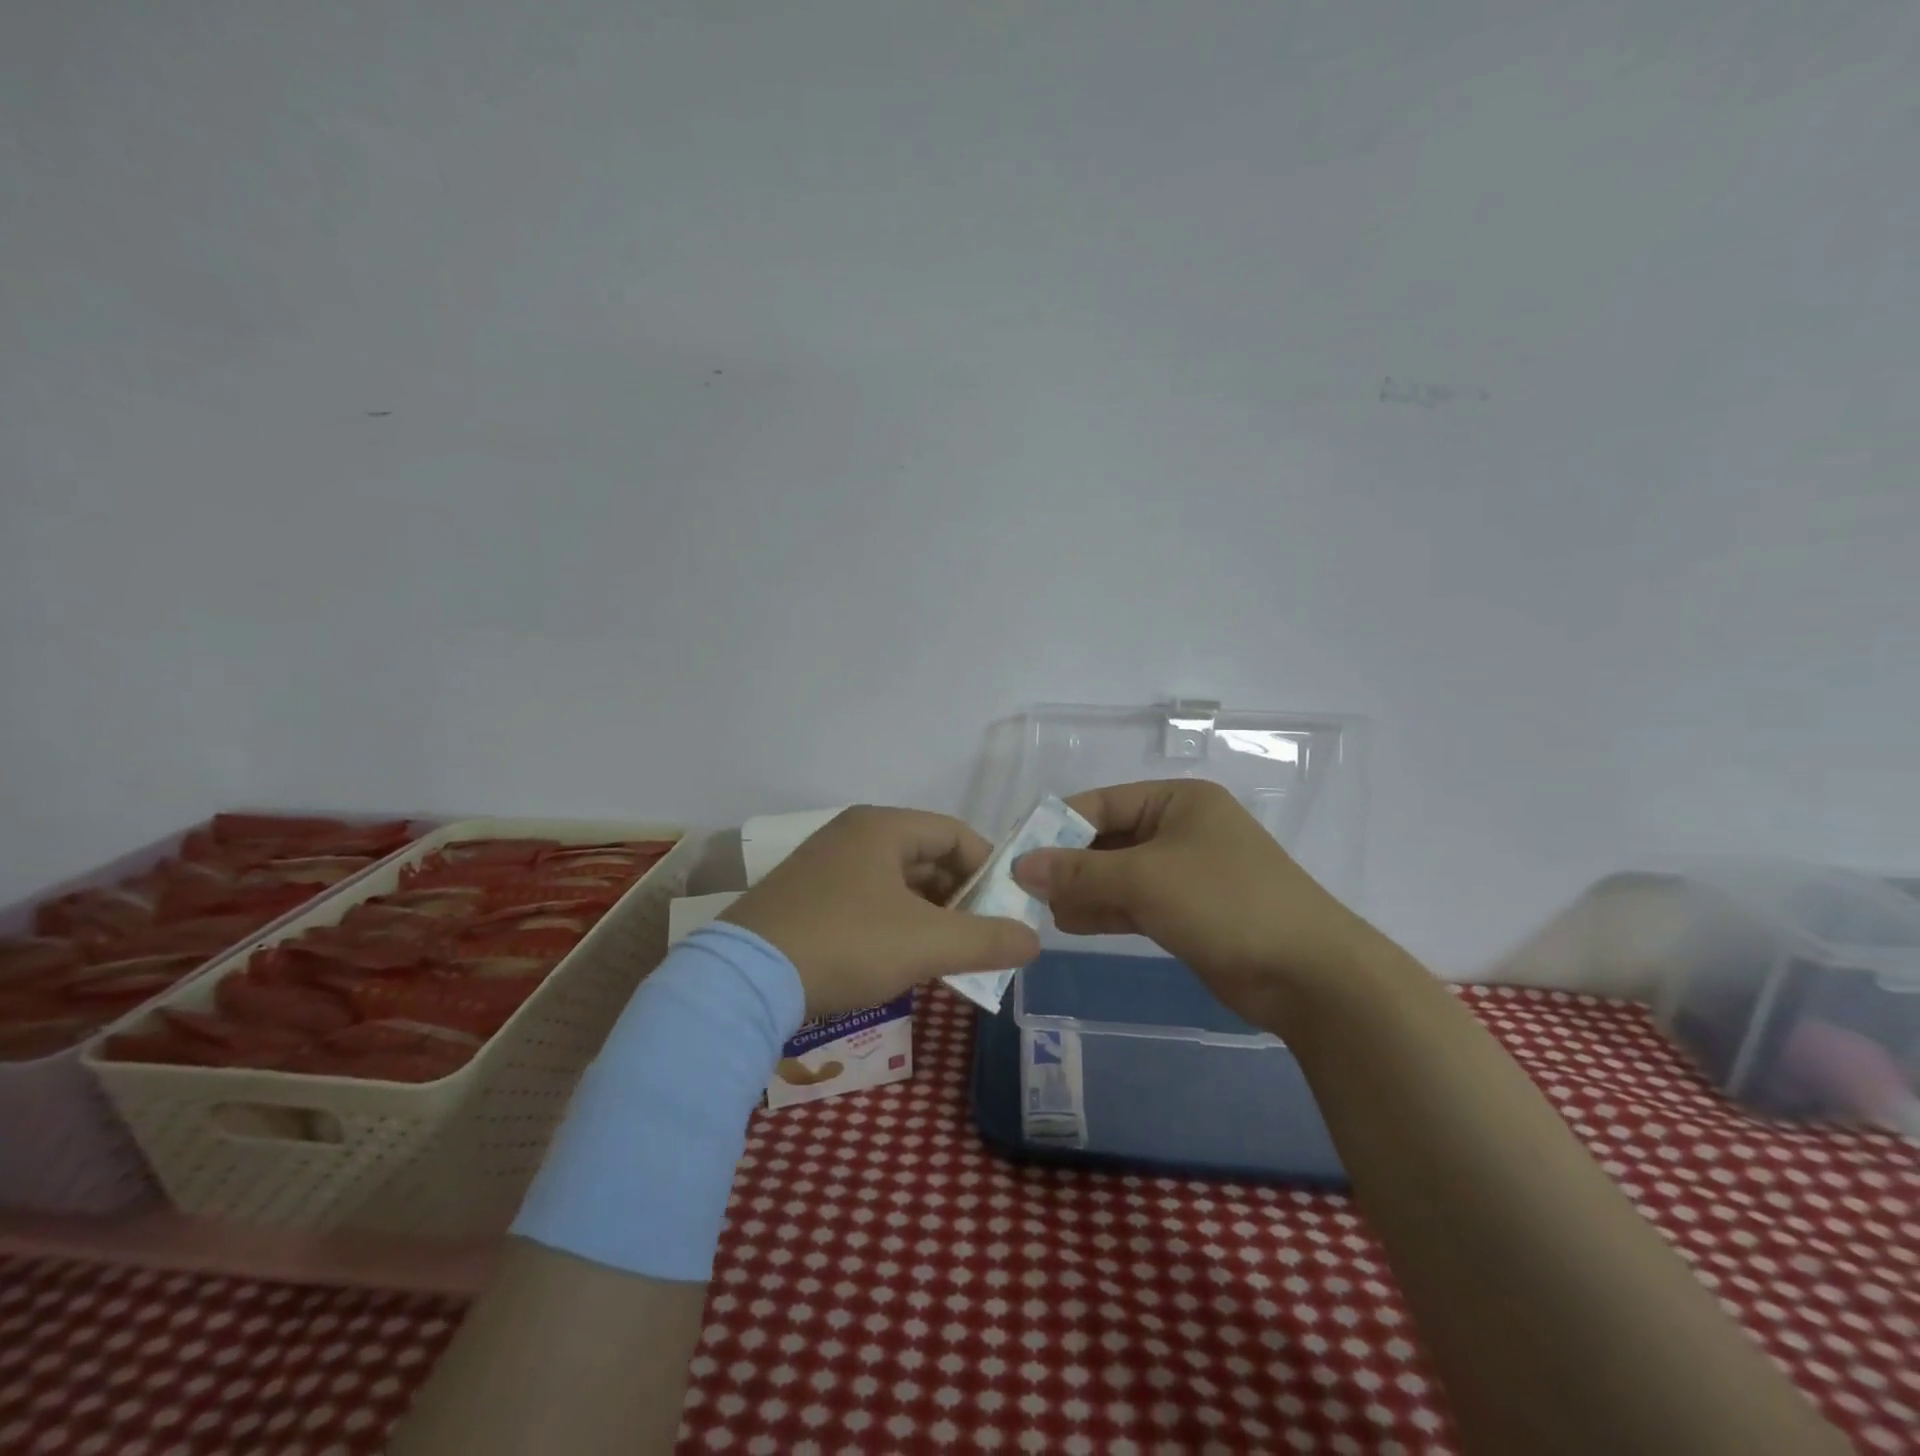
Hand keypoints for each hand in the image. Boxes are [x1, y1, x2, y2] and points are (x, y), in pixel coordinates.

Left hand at [721, 806, 1040, 1016]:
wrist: (745, 980)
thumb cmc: (847, 944)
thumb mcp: (926, 943)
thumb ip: (987, 940)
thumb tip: (1034, 940)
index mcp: (882, 827)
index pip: (955, 834)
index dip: (989, 869)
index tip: (1007, 910)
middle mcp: (852, 835)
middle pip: (926, 858)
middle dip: (960, 899)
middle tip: (980, 938)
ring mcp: (824, 865)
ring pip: (896, 883)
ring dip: (929, 916)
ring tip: (948, 955)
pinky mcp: (805, 897)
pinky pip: (868, 900)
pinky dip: (895, 924)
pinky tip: (901, 960)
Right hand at [1011, 780, 1389, 1031]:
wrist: (1308, 975)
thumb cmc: (1225, 903)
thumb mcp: (1145, 878)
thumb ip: (1080, 870)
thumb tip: (1022, 866)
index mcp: (1178, 801)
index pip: (1102, 804)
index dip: (1057, 827)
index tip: (1017, 853)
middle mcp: (1181, 829)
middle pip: (1108, 840)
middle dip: (1068, 864)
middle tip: (1024, 889)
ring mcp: (1187, 873)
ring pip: (1119, 875)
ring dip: (1083, 890)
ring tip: (1041, 910)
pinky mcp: (1190, 912)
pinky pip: (1135, 903)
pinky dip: (1105, 911)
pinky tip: (1069, 924)